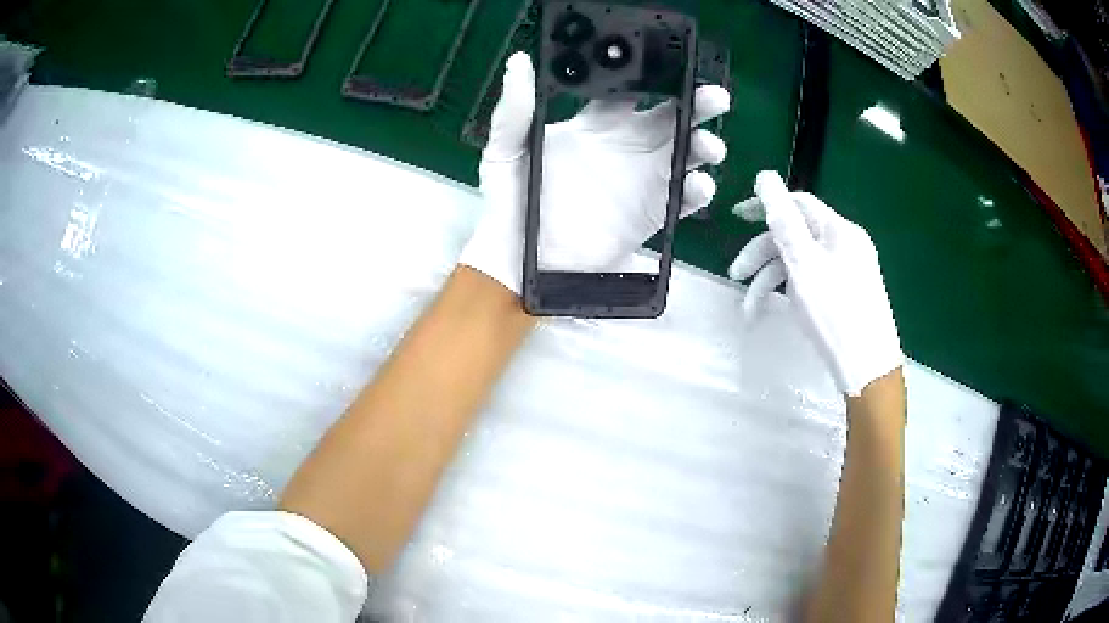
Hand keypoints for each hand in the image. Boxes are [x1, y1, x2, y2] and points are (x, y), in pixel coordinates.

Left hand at [459, 52, 730, 293]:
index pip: (630, 90)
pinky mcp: (651, 215)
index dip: (649, 76)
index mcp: (593, 124)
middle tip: (712, 97)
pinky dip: (696, 192)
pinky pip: (682, 200)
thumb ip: (514, 111)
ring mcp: (641, 181)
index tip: (667, 65)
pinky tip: (698, 185)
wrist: (519, 263)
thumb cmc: (508, 202)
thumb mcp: (504, 152)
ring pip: (685, 154)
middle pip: (670, 117)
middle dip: (695, 104)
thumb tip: (520, 63)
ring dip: (703, 145)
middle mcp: (624, 146)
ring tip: (709, 145)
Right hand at [727, 171, 901, 395]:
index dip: (765, 205)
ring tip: (749, 309)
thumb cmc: (835, 314)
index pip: (798, 203)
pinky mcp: (846, 295)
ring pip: (802, 263)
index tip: (736, 218)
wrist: (868, 370)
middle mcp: (845, 245)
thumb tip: (765, 176)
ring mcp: (848, 271)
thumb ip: (783, 219)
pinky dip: (791, 292)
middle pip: (797, 236)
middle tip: (735, 275)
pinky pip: (813, 282)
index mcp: (839, 231)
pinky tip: (776, 310)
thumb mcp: (803, 263)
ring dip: (772, 280)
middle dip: (763, 254)